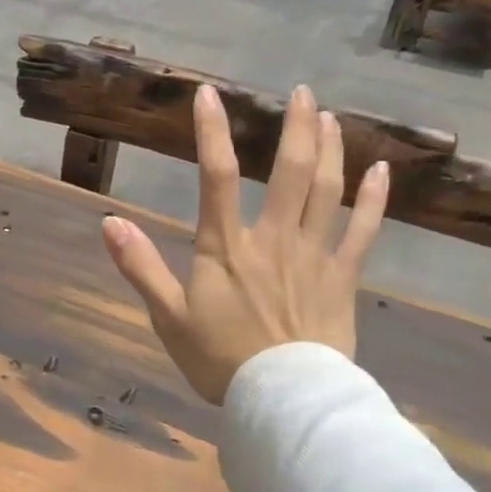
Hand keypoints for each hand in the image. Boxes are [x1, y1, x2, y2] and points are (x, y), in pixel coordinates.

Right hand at [101, 84, 388, 403]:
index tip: (208, 95)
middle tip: (302, 92)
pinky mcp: (342, 278)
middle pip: (289, 172)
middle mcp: (273, 239)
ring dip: (331, 150)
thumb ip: (140, 266)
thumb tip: (109, 222)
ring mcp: (313, 256)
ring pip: (327, 191)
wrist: (283, 399)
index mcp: (226, 247)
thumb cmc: (220, 359)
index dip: (211, 133)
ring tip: (330, 118)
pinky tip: (381, 171)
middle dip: (295, 127)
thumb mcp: (168, 316)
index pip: (216, 177)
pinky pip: (362, 231)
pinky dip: (373, 199)